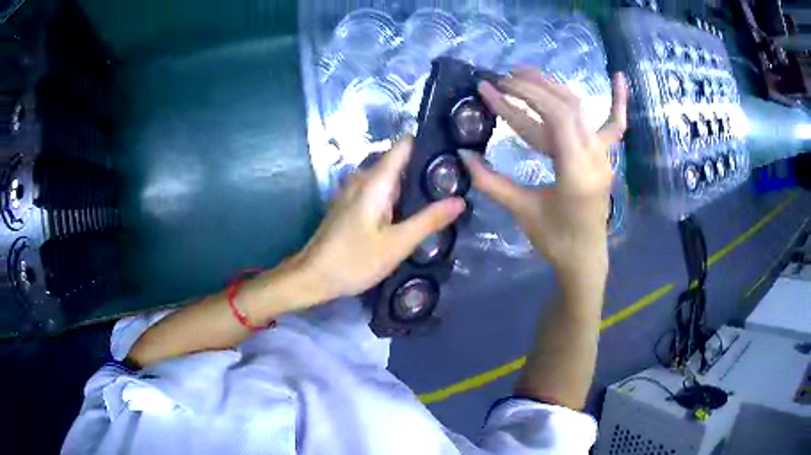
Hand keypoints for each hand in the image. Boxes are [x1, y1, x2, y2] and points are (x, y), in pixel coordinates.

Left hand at [295, 137, 465, 300]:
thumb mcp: (397, 244)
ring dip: (413, 182)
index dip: (429, 143)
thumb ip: (428, 220)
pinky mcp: (352, 204)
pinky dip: (399, 194)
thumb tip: (460, 200)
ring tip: (444, 193)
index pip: (404, 145)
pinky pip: (381, 189)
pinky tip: (414, 210)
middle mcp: (363, 178)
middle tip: (457, 180)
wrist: (313, 276)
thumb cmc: (353, 260)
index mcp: (375, 180)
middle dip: (426, 166)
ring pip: (391, 176)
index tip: (455, 151)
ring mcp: (355, 190)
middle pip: (399, 159)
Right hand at [460, 69, 627, 276]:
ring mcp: (605, 155)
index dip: (525, 96)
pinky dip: (618, 101)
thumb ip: (491, 182)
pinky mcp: (606, 156)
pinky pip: (615, 125)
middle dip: (534, 87)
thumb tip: (463, 155)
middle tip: (504, 78)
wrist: (585, 257)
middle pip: (567, 106)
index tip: (496, 87)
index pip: (556, 118)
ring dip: (554, 87)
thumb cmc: (554, 240)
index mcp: (576, 172)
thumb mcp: (521, 211)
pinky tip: (618, 77)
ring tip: (527, 73)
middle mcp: (596, 157)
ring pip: (583, 109)